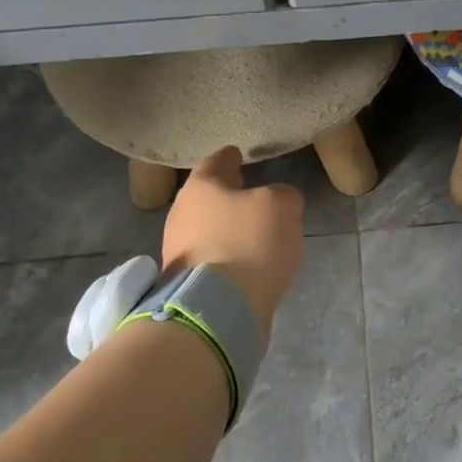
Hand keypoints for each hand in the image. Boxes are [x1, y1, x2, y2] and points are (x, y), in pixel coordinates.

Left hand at [161, 147, 304, 338]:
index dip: (230, 157)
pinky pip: (210, 258)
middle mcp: (181, 214)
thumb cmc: (248, 242)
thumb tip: (278, 201)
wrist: (219, 308)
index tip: (237, 153)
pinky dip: (226, 254)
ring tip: (252, 229)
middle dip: (226, 194)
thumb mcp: (282, 206)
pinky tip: (245, 260)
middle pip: (207, 197)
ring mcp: (179, 251)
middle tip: (246, 189)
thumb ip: (283, 195)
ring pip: (207, 228)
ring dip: (226, 227)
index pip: (216, 162)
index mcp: (201, 187)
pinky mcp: (185, 283)